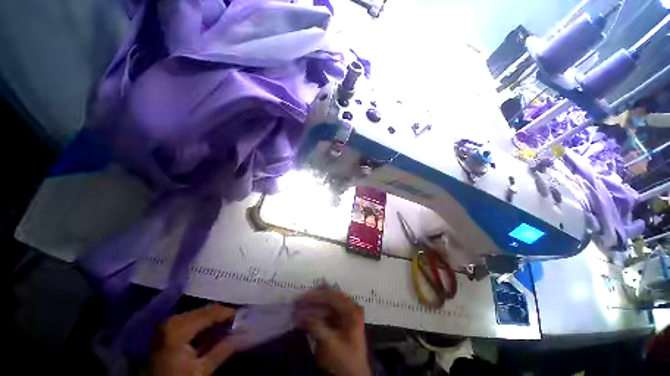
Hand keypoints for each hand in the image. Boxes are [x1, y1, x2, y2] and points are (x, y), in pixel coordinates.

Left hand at [150, 305, 236, 375]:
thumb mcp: (202, 370)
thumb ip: (223, 349)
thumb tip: (245, 333)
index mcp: (178, 327)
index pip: (210, 312)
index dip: (228, 312)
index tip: (244, 315)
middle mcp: (172, 321)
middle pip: (203, 312)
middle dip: (221, 316)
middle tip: (237, 320)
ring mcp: (166, 326)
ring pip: (197, 316)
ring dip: (212, 320)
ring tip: (228, 324)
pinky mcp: (166, 333)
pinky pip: (189, 322)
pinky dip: (202, 326)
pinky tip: (213, 330)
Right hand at [296, 289, 369, 375]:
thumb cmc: (344, 361)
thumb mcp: (330, 345)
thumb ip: (316, 327)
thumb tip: (300, 315)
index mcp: (352, 311)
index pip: (333, 297)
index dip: (317, 296)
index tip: (303, 297)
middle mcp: (351, 307)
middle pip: (332, 295)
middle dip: (316, 296)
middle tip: (301, 298)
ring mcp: (347, 312)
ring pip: (329, 301)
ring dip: (315, 302)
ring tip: (302, 303)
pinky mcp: (341, 319)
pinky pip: (329, 309)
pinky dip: (318, 309)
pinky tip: (308, 312)